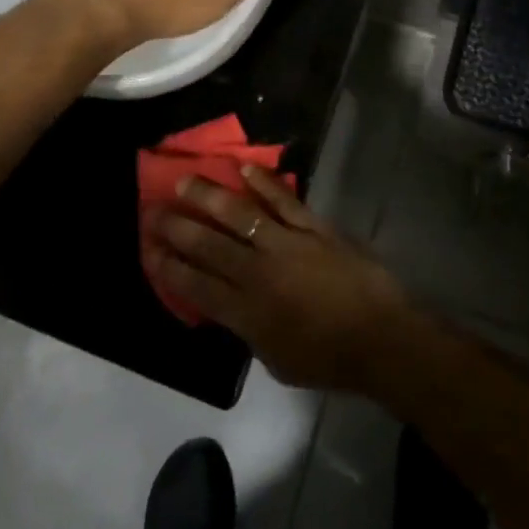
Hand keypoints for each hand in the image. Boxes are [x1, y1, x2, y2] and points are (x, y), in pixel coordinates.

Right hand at [142, 168, 414, 392]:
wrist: (380, 337)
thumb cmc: (328, 359)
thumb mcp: (275, 359)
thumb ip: (248, 328)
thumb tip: (229, 303)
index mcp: (247, 313)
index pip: (196, 286)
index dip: (169, 267)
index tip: (149, 248)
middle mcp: (259, 273)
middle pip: (209, 245)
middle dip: (177, 227)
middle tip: (154, 209)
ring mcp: (287, 244)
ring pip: (239, 214)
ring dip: (209, 196)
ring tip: (186, 180)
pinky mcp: (313, 227)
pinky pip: (283, 200)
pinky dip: (263, 183)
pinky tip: (243, 168)